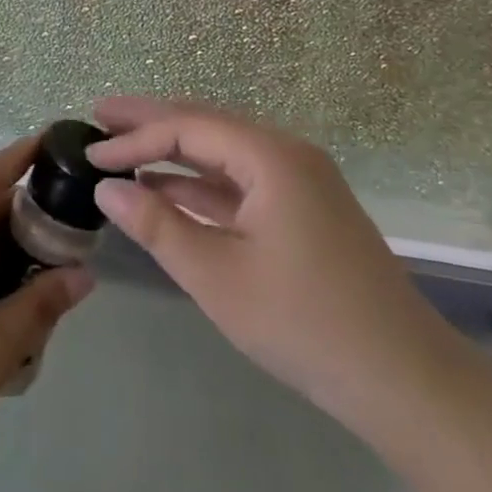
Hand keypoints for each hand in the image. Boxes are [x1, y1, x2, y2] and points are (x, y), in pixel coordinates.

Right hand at [89, 97, 467, 450]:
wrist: (401, 377)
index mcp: (270, 155)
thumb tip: (106, 187)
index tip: (89, 151)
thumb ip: (157, 225)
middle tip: (100, 114)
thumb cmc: (303, 322)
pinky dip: (202, 184)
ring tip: (124, 147)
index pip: (187, 127)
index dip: (134, 137)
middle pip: (207, 124)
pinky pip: (242, 182)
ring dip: (175, 152)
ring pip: (224, 153)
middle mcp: (287, 153)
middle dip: (152, 121)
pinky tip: (168, 190)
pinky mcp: (303, 209)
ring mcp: (299, 181)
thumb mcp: (217, 275)